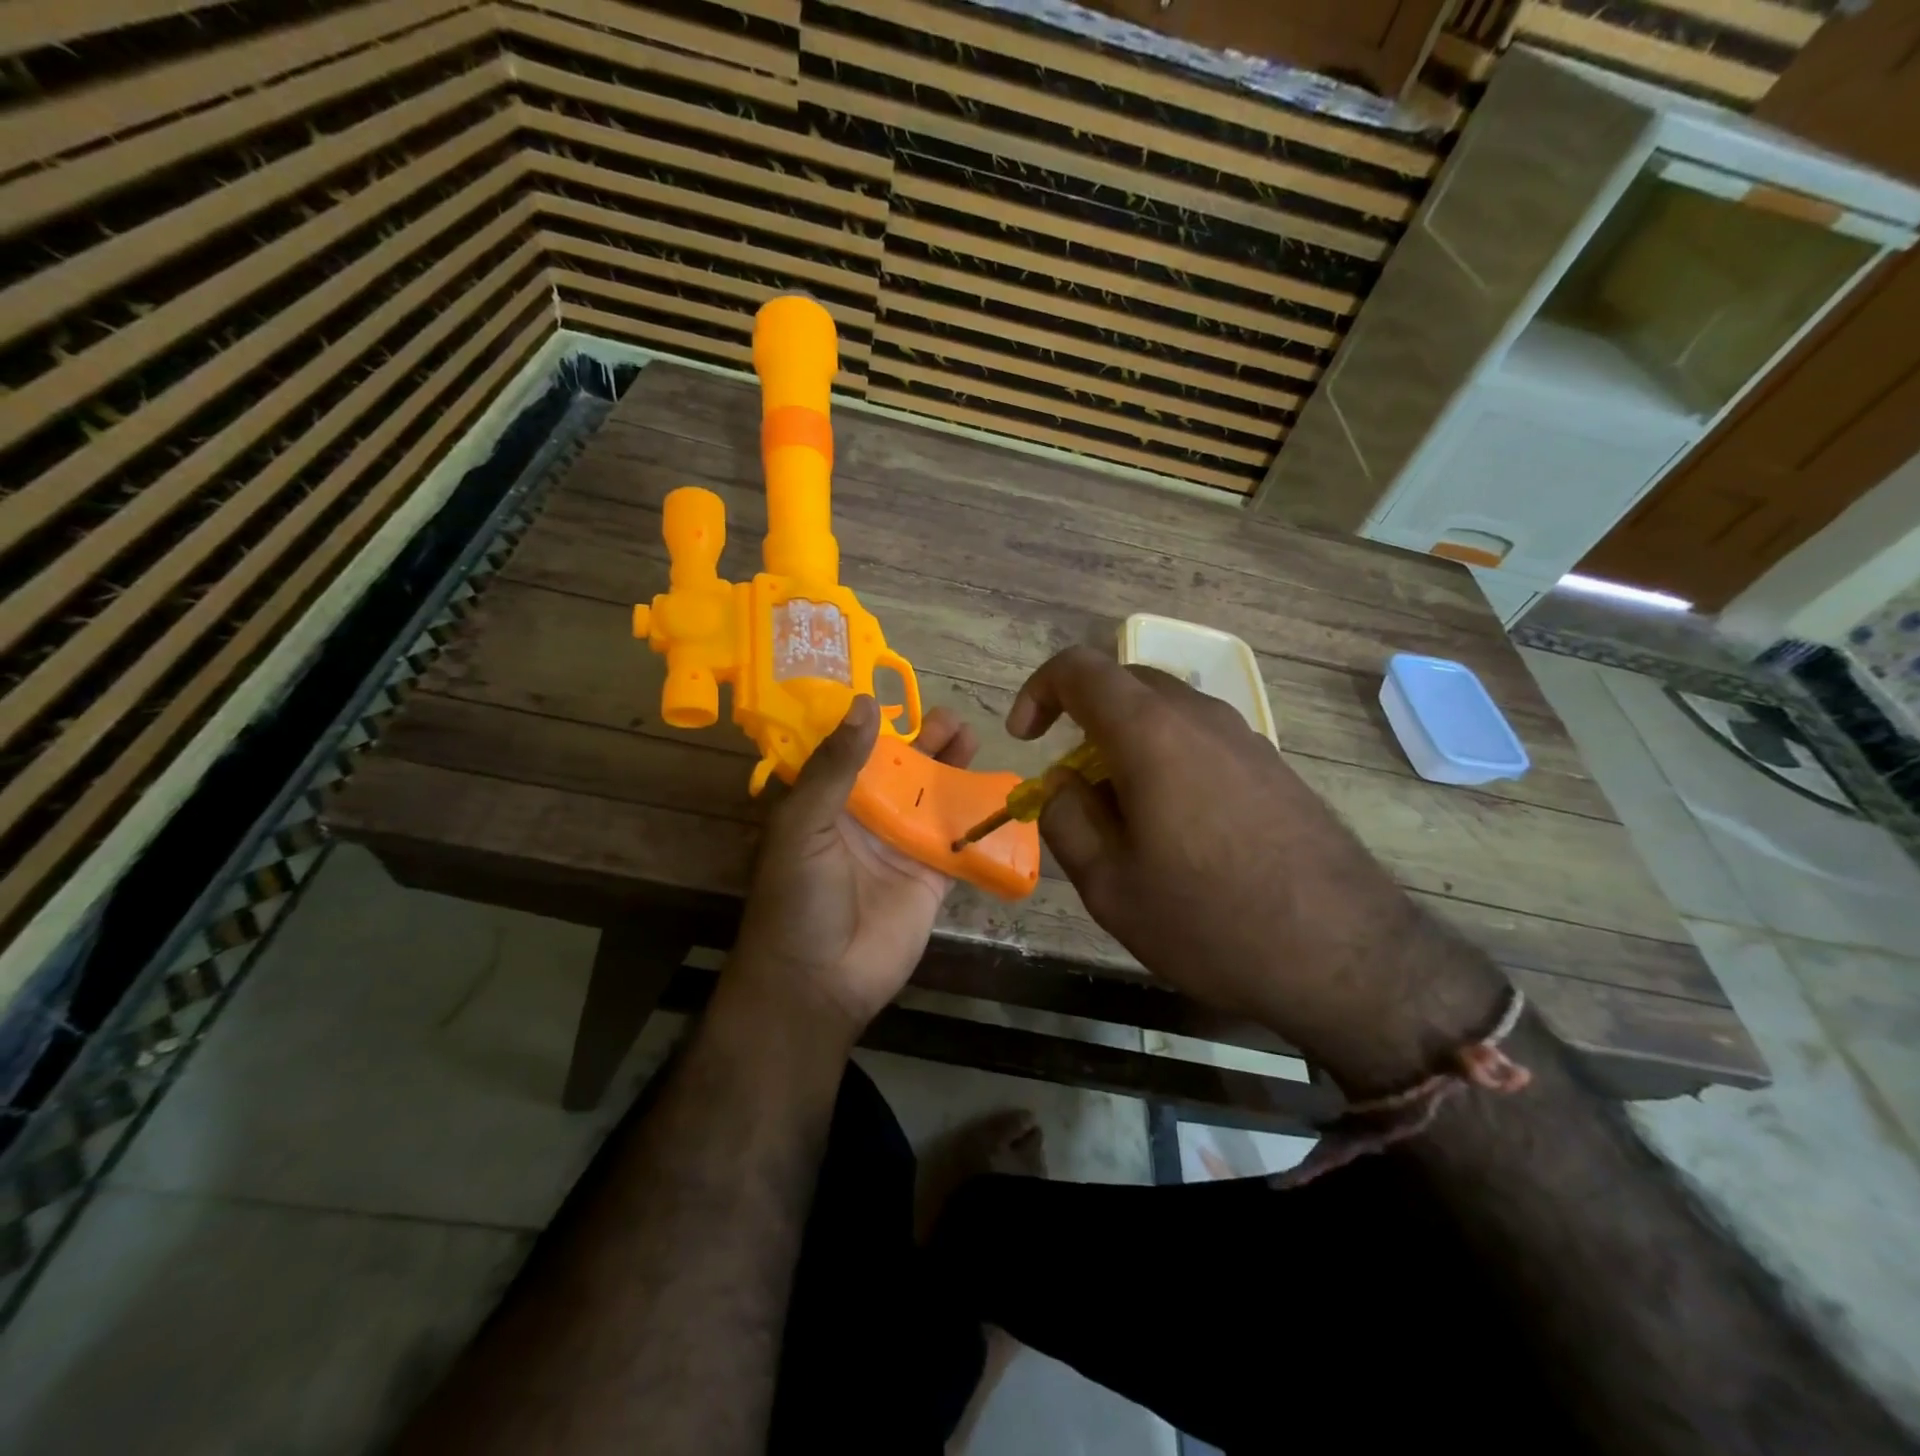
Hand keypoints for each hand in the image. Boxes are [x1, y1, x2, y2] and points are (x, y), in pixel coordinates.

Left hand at [727, 696, 978, 1043]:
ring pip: (932, 798)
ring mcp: (900, 847)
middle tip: (951, 719)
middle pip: (901, 771)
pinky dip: (976, 817)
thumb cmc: (798, 898)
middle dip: (925, 743)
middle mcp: (865, 819)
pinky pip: (957, 840)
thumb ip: (836, 767)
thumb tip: (865, 704)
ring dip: (952, 769)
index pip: (854, 753)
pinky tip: (996, 790)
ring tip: (972, 737)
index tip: (901, 694)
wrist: (818, 982)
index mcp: (827, 803)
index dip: (876, 725)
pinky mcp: (931, 876)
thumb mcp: (804, 825)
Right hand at [1009, 647, 1505, 1091]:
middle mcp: (1200, 717)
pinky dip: (1167, 759)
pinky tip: (1178, 827)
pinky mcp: (1274, 766)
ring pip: (1166, 712)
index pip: (1080, 669)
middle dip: (1082, 719)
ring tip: (1123, 814)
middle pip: (1125, 683)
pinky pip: (1201, 739)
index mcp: (1151, 732)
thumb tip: (1063, 785)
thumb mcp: (1109, 885)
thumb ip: (1066, 819)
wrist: (1345, 956)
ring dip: (1126, 743)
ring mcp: (1245, 738)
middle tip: (1071, 782)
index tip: (1027, 738)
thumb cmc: (1209, 921)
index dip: (1039, 691)